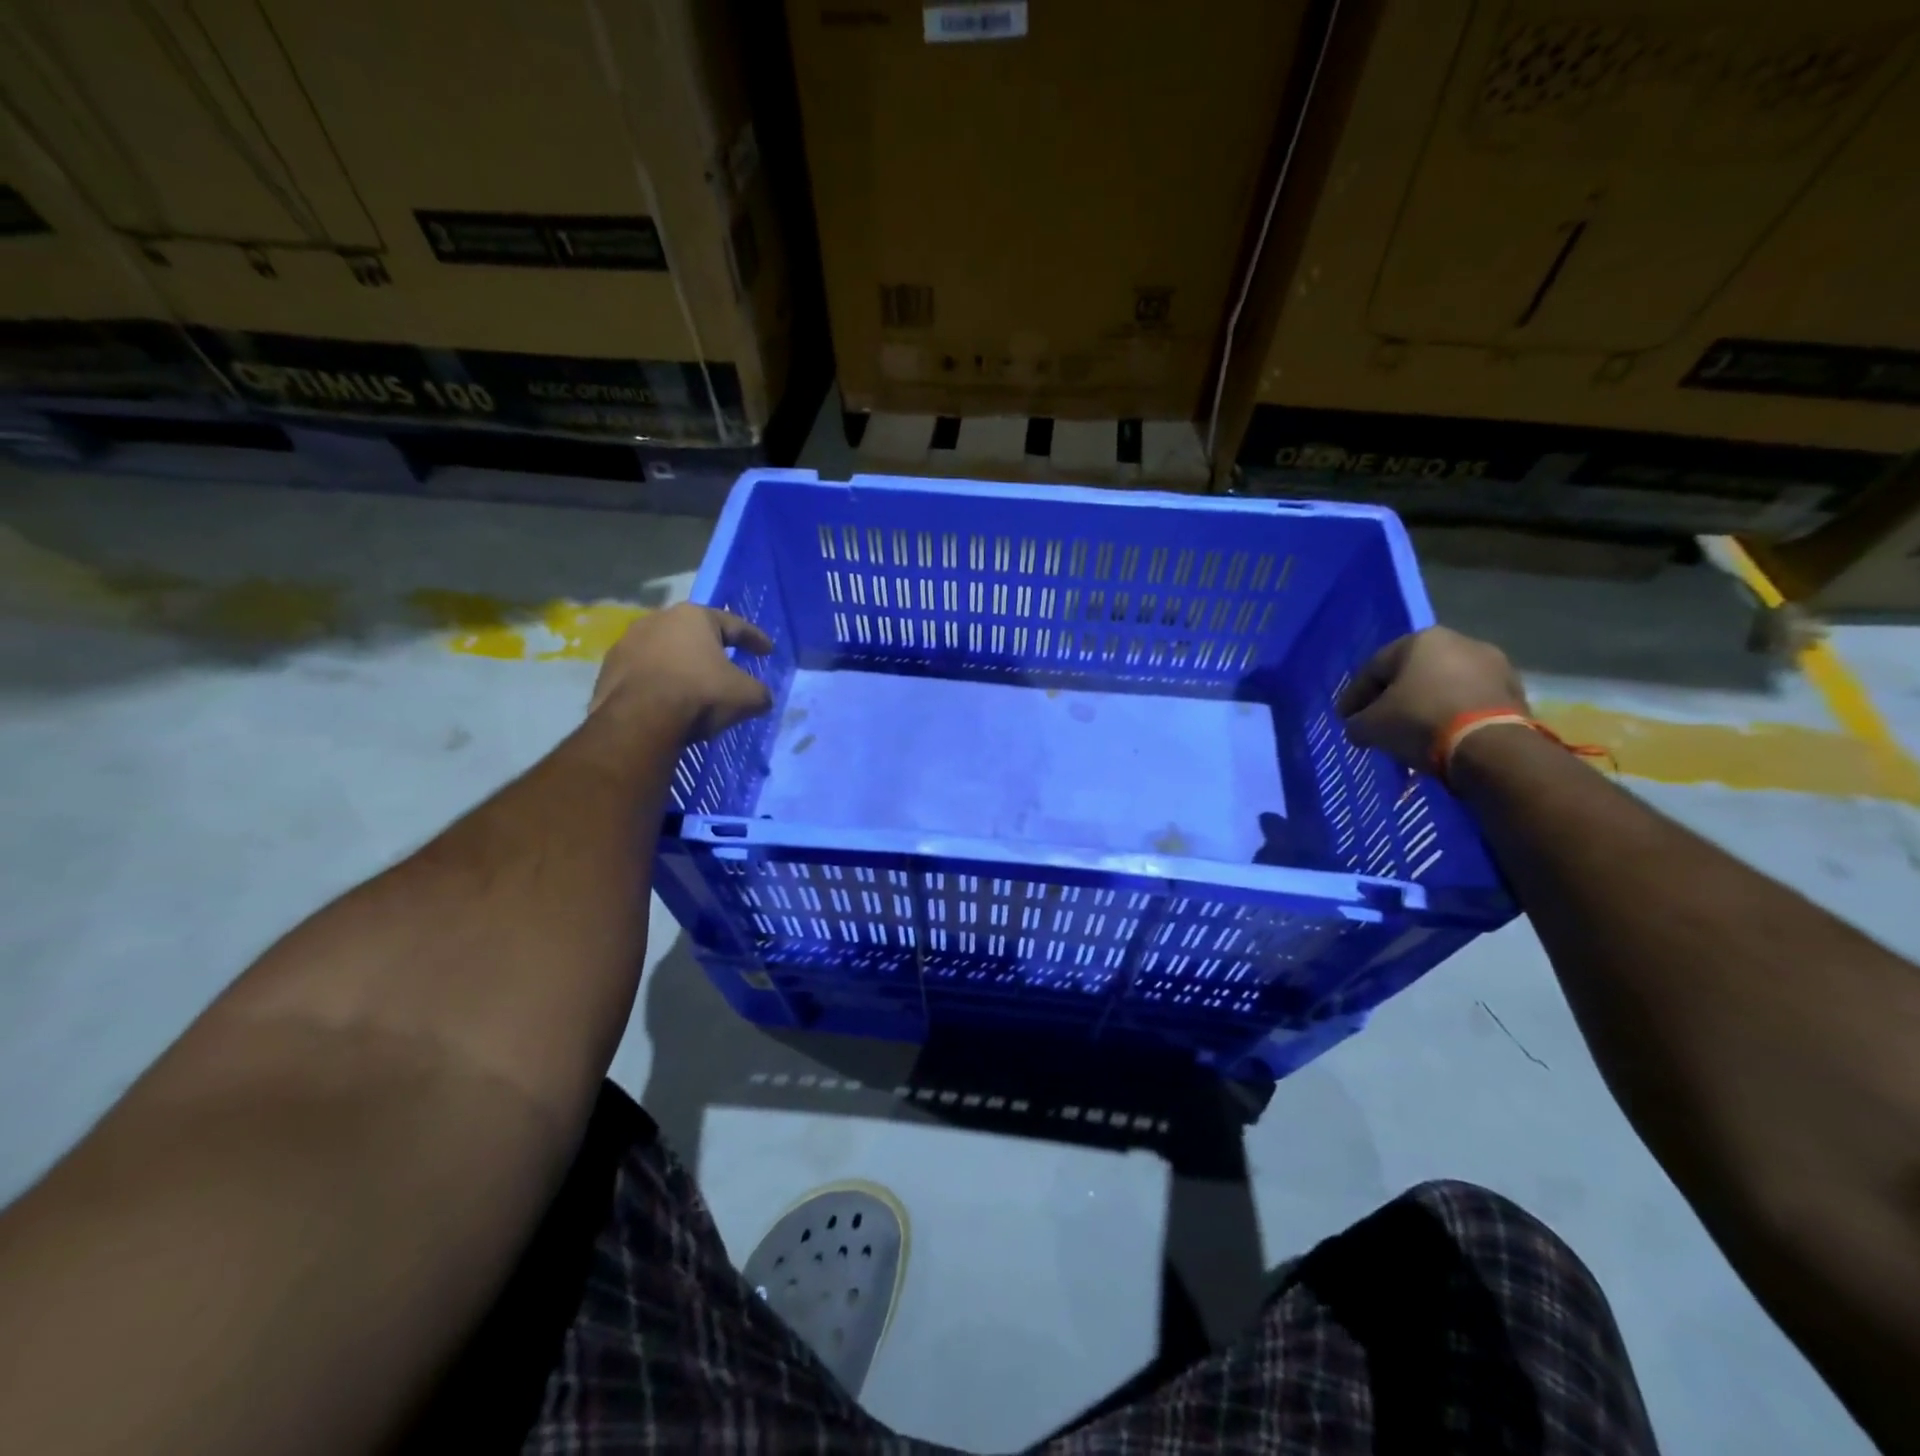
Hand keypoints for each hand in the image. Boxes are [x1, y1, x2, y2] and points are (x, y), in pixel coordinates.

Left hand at [590, 604, 774, 741]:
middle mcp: (658, 619)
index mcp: (694, 616)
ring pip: (665, 652)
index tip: (768, 651)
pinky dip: (658, 683)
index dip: (755, 639)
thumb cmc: (700, 694)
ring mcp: (627, 643)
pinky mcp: (607, 669)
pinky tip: (666, 701)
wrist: (640, 720)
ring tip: (693, 686)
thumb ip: (760, 692)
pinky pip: (643, 674)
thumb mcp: (747, 696)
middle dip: (712, 649)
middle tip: (726, 665)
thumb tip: (761, 698)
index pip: (734, 624)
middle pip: (694, 634)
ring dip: (680, 666)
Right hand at [1336, 626, 1527, 772]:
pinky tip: (1440, 736)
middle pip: (1411, 674)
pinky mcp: (1515, 691)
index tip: (1346, 719)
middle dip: (1393, 698)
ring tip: (1411, 733)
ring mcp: (1493, 665)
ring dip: (1425, 706)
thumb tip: (1358, 727)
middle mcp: (1459, 642)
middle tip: (1378, 723)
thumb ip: (1357, 722)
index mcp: (1421, 640)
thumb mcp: (1371, 726)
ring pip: (1443, 686)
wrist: (1490, 747)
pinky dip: (1451, 716)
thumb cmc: (1420, 722)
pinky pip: (1469, 702)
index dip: (1355, 696)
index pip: (1374, 668)